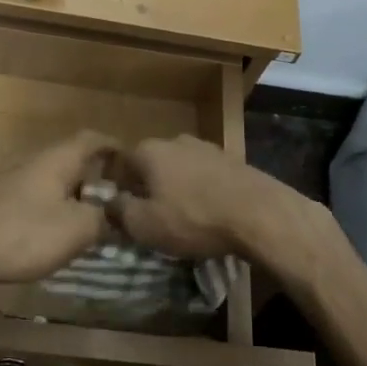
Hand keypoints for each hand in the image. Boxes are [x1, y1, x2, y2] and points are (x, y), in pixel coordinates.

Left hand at [0, 130, 116, 294]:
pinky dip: (46, 207)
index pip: (93, 140)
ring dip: (68, 194)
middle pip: (69, 159)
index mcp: (57, 159)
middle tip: (112, 200)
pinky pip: (29, 197)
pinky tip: (48, 232)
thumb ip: (101, 218)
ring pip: (48, 179)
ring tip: (83, 219)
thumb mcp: (78, 229)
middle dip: (92, 176)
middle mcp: (32, 160)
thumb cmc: (26, 233)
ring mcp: (7, 179)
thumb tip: (111, 215)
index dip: (114, 148)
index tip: (131, 164)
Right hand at [110, 135, 302, 262]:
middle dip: (148, 188)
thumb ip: (119, 212)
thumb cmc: (193, 218)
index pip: (121, 164)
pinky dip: (201, 190)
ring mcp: (206, 147)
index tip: (123, 212)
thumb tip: (108, 202)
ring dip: (176, 188)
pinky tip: (208, 212)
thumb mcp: (145, 225)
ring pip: (179, 169)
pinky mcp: (231, 160)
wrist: (258, 213)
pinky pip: (204, 176)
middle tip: (152, 217)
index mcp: (149, 151)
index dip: (118, 188)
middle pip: (151, 164)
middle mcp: (175, 140)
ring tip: (183, 217)